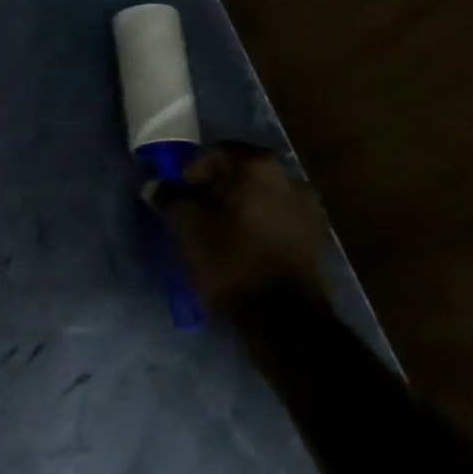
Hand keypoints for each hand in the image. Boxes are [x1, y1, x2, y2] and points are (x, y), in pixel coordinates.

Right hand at [145, 143, 328, 317]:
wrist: (284, 321)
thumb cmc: (231, 262)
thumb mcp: (188, 228)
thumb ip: (171, 200)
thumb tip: (155, 187)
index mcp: (259, 168)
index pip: (217, 153)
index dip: (193, 171)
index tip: (180, 195)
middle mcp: (290, 179)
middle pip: (242, 173)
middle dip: (216, 188)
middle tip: (194, 212)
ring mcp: (310, 209)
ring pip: (262, 196)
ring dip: (238, 207)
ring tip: (218, 232)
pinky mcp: (317, 238)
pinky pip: (278, 218)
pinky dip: (258, 224)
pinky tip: (243, 246)